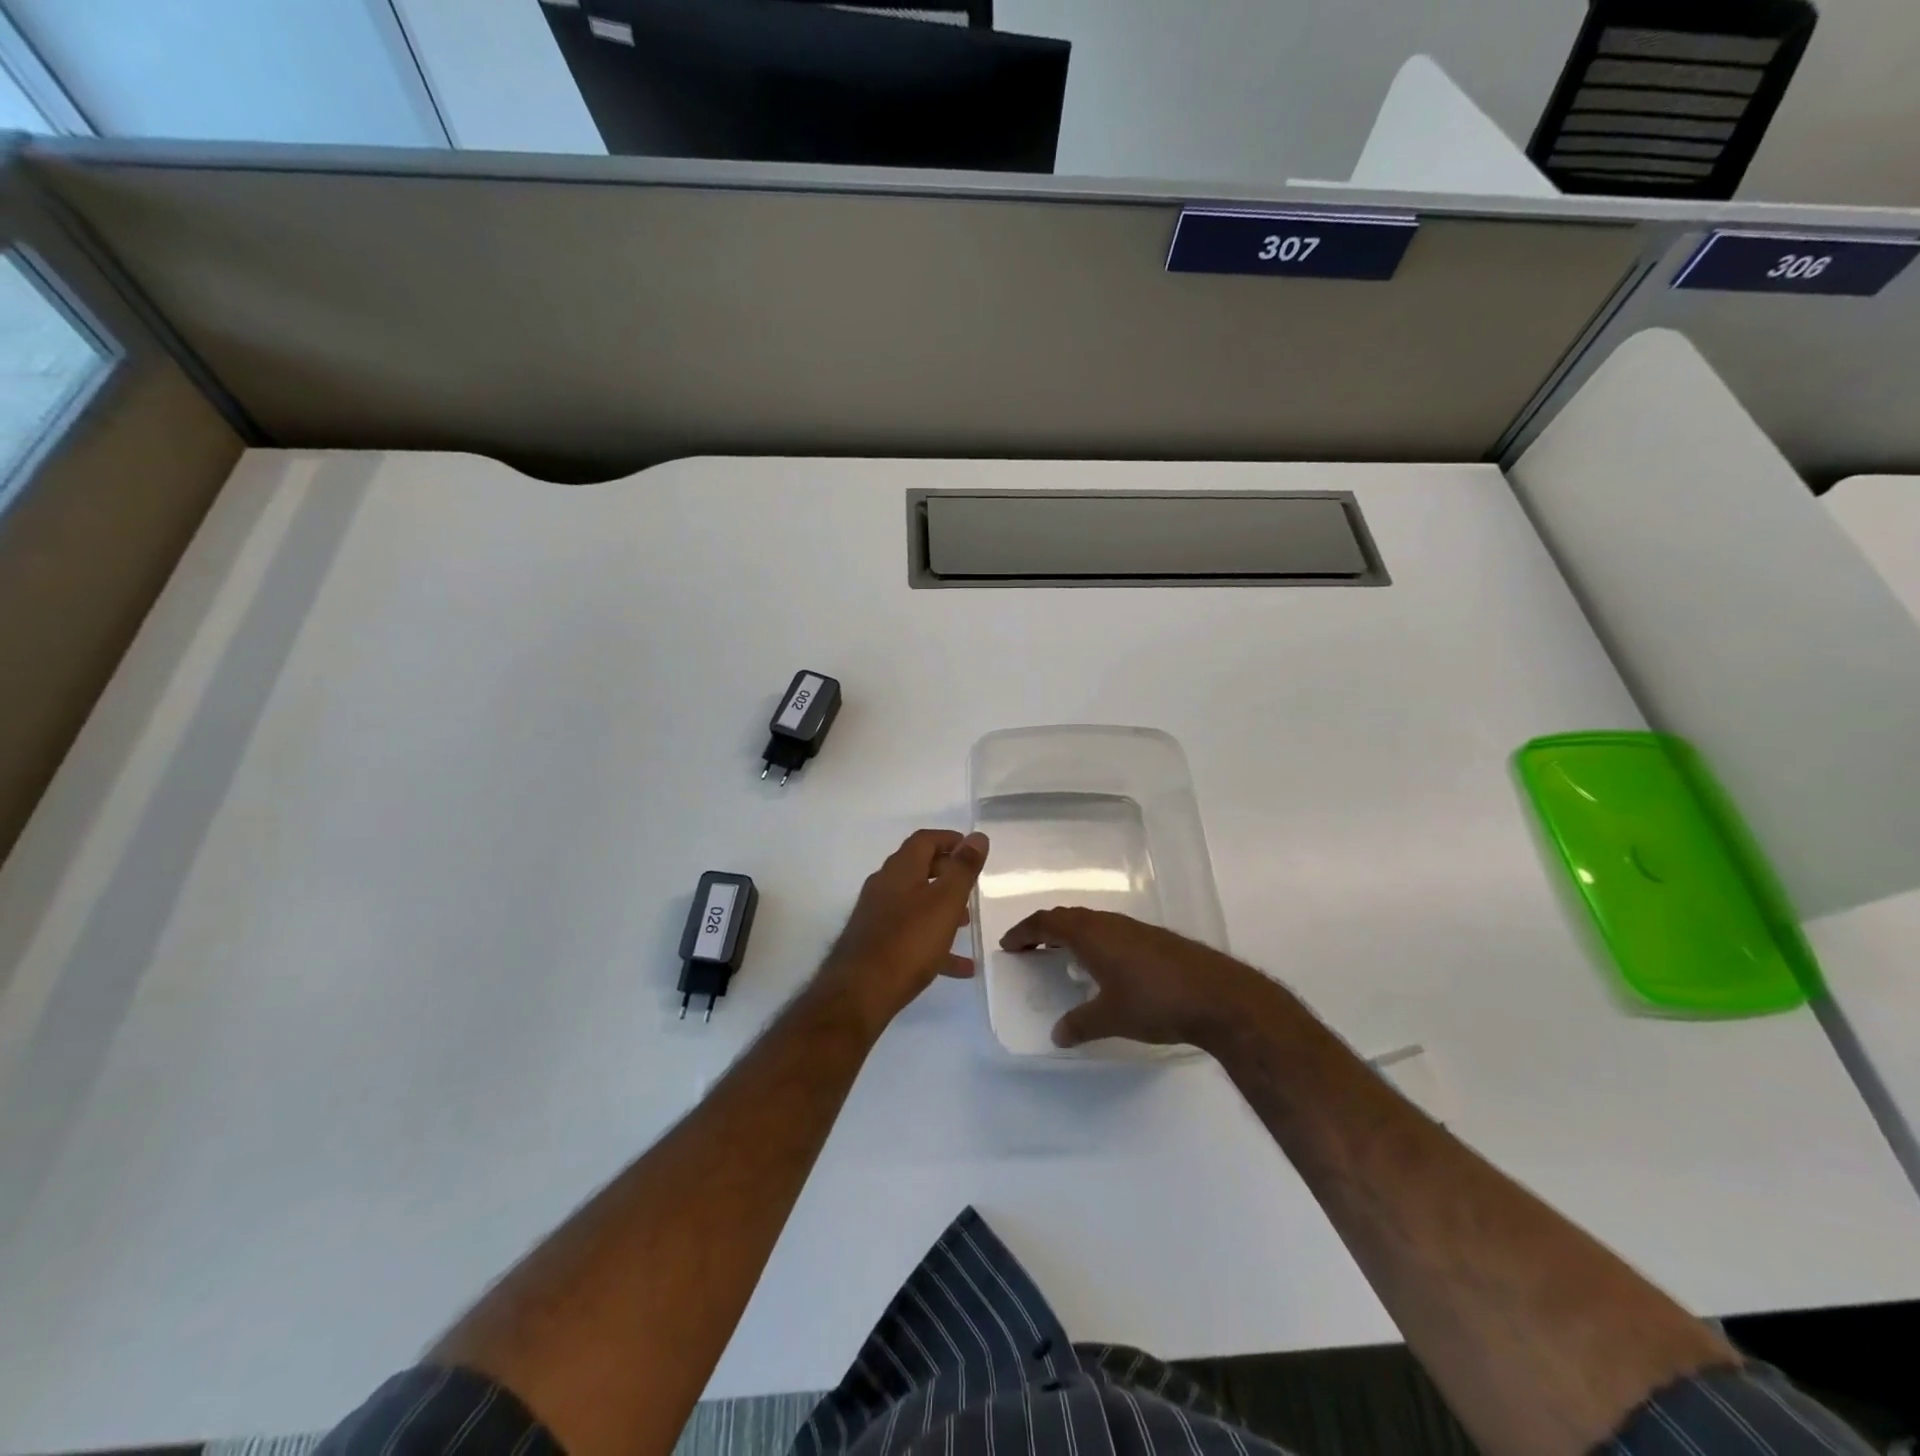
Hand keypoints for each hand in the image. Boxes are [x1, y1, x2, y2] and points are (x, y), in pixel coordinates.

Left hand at [815, 829, 989, 1032]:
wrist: (859, 992)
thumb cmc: (908, 941)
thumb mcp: (946, 902)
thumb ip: (963, 869)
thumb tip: (977, 836)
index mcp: (900, 869)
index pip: (924, 840)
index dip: (949, 839)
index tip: (972, 848)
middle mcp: (884, 886)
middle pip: (918, 869)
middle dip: (946, 873)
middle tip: (971, 884)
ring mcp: (876, 915)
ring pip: (915, 903)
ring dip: (941, 908)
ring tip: (967, 923)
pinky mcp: (875, 943)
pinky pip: (910, 934)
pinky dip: (934, 942)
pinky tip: (960, 966)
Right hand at [997, 908, 1272, 1050]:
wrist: (1218, 996)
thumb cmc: (1155, 1002)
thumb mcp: (1111, 1018)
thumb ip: (1080, 1024)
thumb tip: (1058, 1035)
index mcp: (1091, 934)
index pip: (1047, 922)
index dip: (1024, 932)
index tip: (1009, 945)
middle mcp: (1110, 923)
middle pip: (1068, 916)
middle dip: (1044, 929)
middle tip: (1029, 947)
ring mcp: (1135, 928)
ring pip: (1092, 921)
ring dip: (1071, 933)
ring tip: (1062, 954)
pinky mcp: (1155, 939)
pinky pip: (1111, 930)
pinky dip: (1094, 939)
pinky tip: (1103, 964)